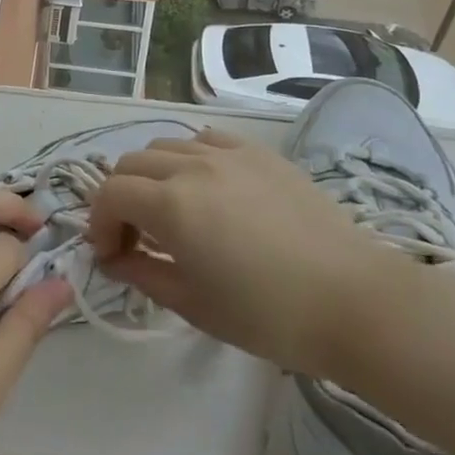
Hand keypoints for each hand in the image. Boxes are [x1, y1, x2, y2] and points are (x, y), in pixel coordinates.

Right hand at [86, 129, 397, 376]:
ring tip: (171, 211)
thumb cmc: (269, 315)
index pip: (110, 194)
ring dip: (152, 176)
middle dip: (120, 198)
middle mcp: (192, 166)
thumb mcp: (193, 304)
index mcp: (171, 205)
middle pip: (131, 164)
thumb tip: (113, 259)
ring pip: (166, 146)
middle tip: (134, 237)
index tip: (111, 256)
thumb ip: (142, 273)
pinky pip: (206, 140)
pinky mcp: (259, 153)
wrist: (354, 302)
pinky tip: (207, 187)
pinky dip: (190, 158)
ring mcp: (229, 153)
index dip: (99, 223)